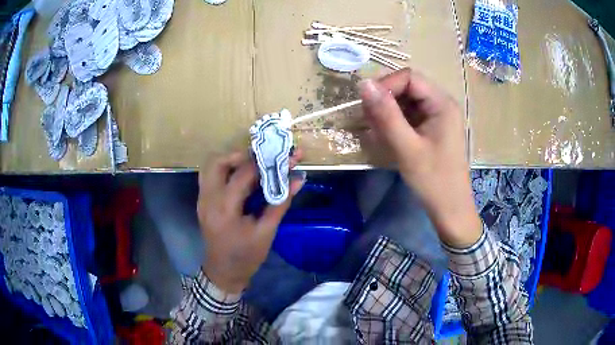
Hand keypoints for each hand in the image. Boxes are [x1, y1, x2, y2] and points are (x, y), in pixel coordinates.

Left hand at [198, 151, 305, 292]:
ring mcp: (202, 199)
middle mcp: (208, 199)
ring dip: (231, 160)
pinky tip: (241, 176)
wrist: (224, 272)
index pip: (244, 174)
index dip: (265, 163)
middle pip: (218, 162)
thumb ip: (281, 202)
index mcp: (225, 208)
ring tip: (252, 164)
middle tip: (262, 158)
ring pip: (211, 166)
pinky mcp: (202, 202)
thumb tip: (299, 178)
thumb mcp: (267, 231)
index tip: (283, 156)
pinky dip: (226, 170)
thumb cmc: (246, 256)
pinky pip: (210, 176)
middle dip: (241, 155)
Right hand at [359, 69, 480, 247]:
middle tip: (368, 119)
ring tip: (375, 129)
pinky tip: (385, 135)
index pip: (409, 77)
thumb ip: (386, 115)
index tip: (367, 105)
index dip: (386, 85)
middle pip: (407, 87)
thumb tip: (364, 84)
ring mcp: (437, 116)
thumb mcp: (407, 148)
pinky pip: (409, 114)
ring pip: (406, 100)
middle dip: (385, 99)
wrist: (450, 208)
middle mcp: (441, 104)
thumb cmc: (433, 180)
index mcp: (442, 103)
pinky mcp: (431, 127)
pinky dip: (394, 121)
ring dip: (387, 111)